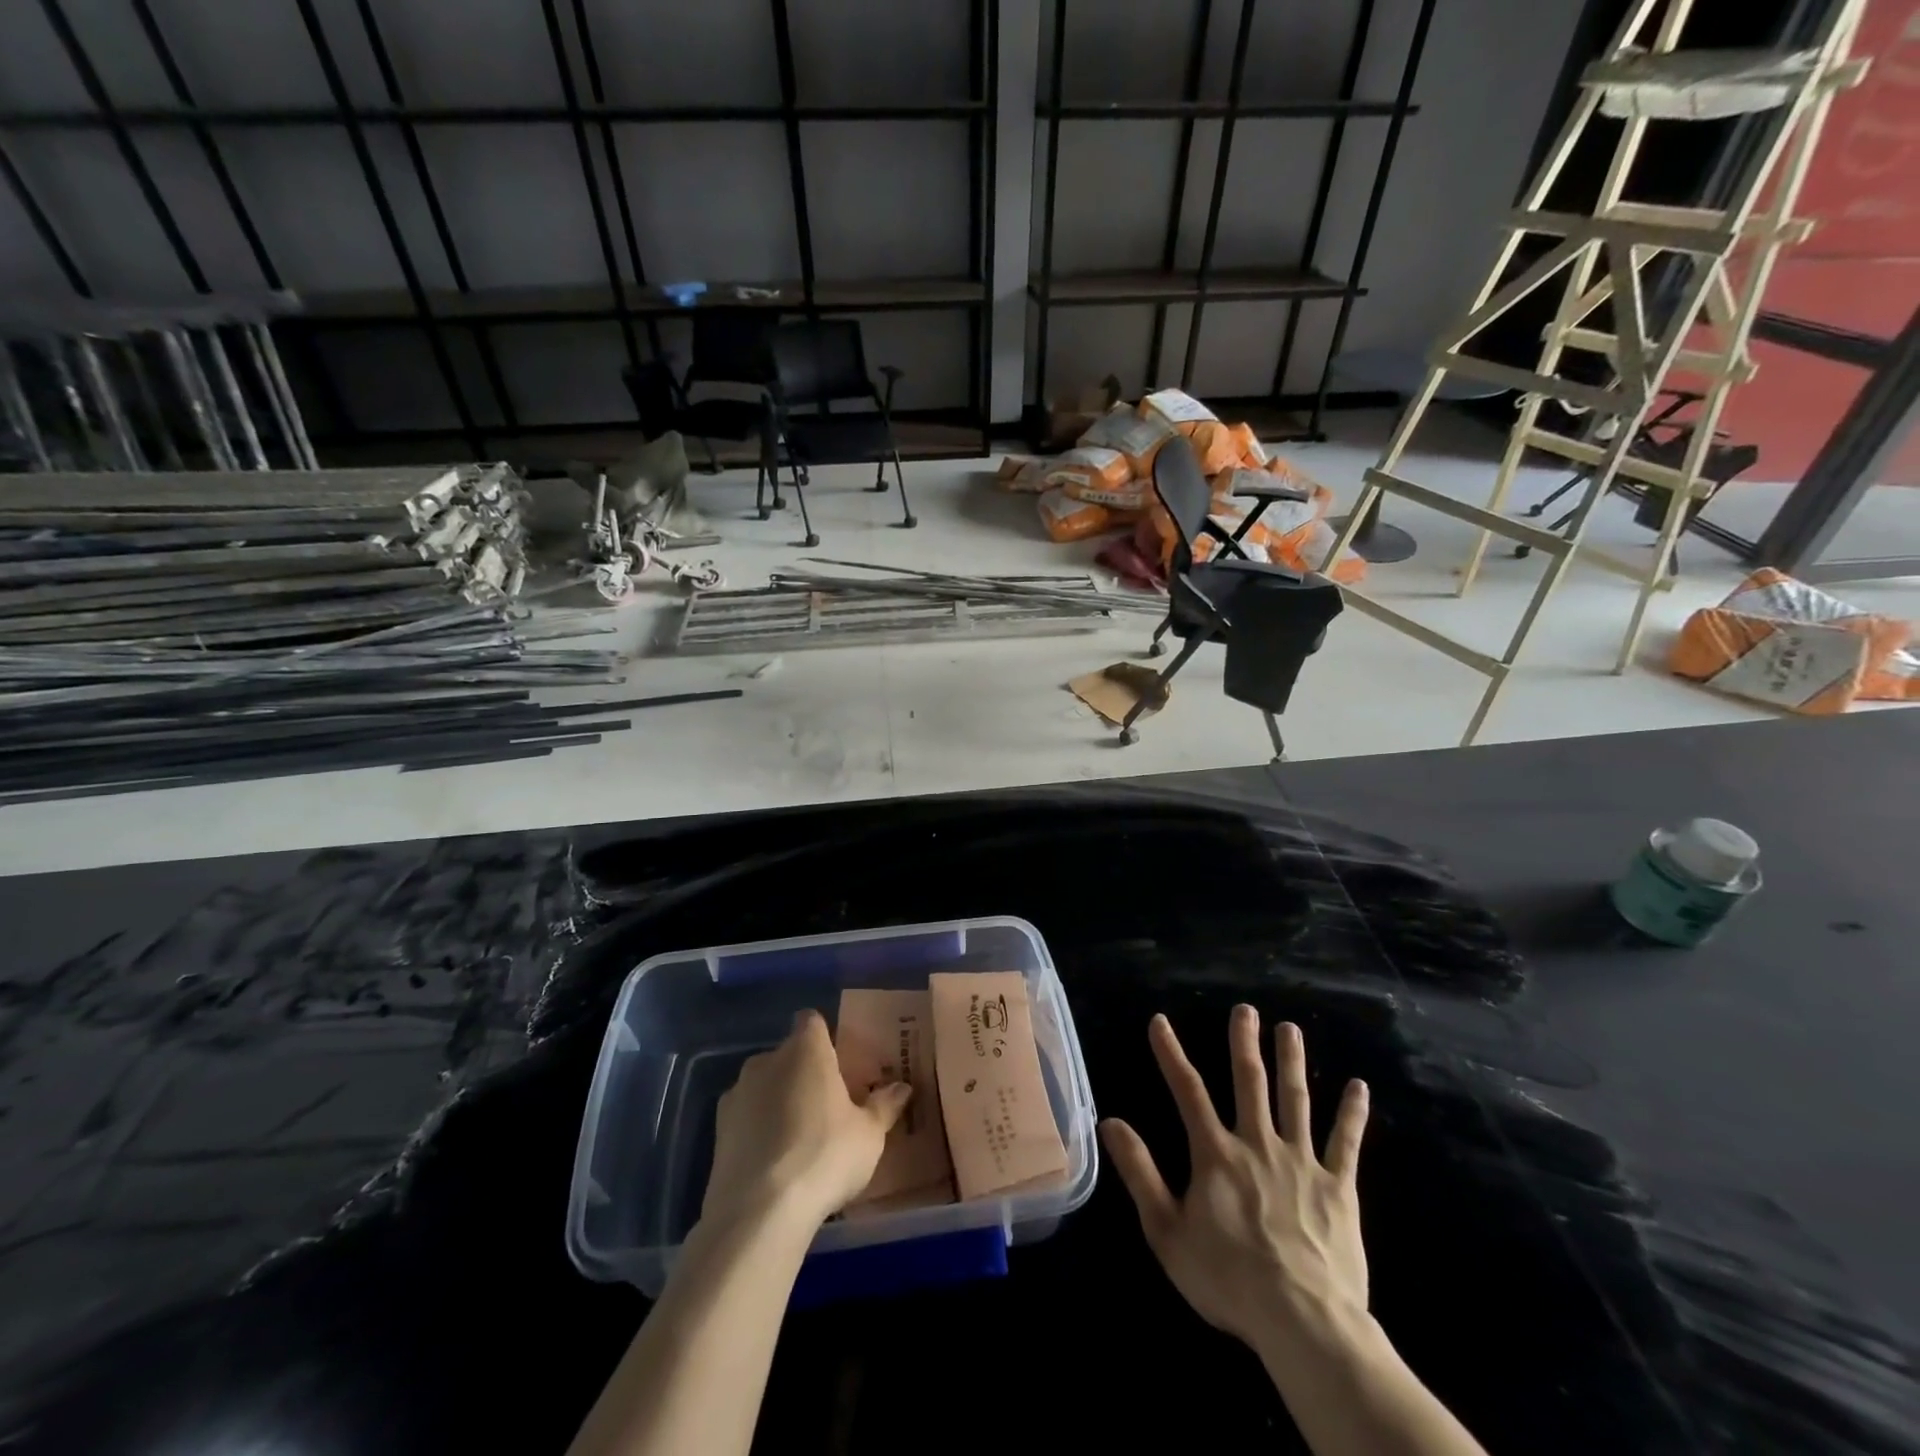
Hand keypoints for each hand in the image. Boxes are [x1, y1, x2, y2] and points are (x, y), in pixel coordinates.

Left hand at [702, 1009, 911, 1232]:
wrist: (758, 1212)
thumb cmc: (824, 1156)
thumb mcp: (869, 1135)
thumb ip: (884, 1106)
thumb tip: (902, 1087)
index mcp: (806, 1050)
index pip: (811, 1021)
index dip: (824, 1036)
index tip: (838, 1061)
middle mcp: (767, 1060)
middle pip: (788, 1054)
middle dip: (803, 1072)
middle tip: (826, 1105)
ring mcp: (737, 1094)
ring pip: (763, 1085)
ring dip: (777, 1100)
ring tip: (798, 1138)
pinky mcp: (717, 1130)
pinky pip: (745, 1116)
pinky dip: (757, 1129)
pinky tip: (772, 1161)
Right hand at [1099, 1008, 1370, 1349]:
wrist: (1303, 1322)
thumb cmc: (1228, 1279)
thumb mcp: (1166, 1231)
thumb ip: (1139, 1172)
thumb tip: (1110, 1122)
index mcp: (1216, 1153)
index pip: (1187, 1091)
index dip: (1170, 1053)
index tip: (1160, 1021)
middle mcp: (1258, 1144)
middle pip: (1250, 1082)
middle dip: (1244, 1042)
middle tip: (1245, 1009)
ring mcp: (1302, 1162)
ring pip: (1295, 1099)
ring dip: (1291, 1061)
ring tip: (1289, 1028)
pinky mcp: (1338, 1187)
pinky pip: (1346, 1143)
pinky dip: (1352, 1113)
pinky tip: (1358, 1086)